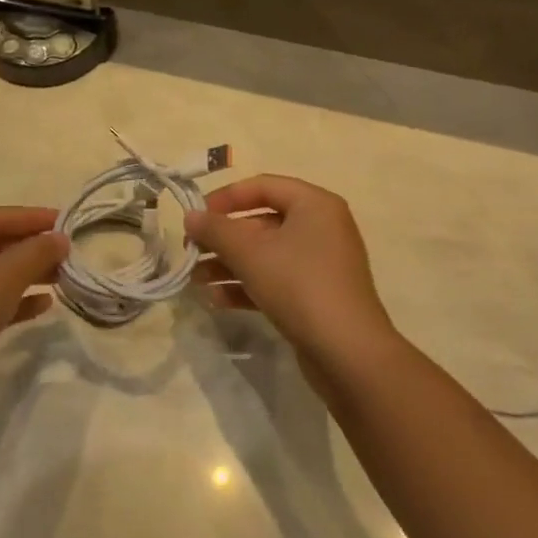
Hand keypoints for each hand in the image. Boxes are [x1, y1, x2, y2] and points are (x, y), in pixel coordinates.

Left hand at [0, 207, 67, 405]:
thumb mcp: (5, 276)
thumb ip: (37, 252)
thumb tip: (60, 238)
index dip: (31, 218)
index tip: (66, 221)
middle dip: (30, 248)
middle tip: (67, 252)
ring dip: (26, 274)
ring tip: (61, 277)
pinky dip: (12, 299)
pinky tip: (43, 305)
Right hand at [184, 176, 397, 365]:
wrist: (347, 352)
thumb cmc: (299, 285)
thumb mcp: (250, 253)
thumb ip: (216, 230)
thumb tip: (190, 216)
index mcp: (314, 205)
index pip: (263, 186)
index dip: (225, 197)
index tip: (196, 216)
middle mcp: (321, 228)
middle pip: (261, 222)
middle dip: (222, 238)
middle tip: (190, 251)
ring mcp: (319, 264)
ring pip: (265, 254)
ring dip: (228, 264)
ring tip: (196, 279)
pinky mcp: (315, 295)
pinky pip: (275, 280)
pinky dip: (246, 285)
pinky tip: (216, 299)